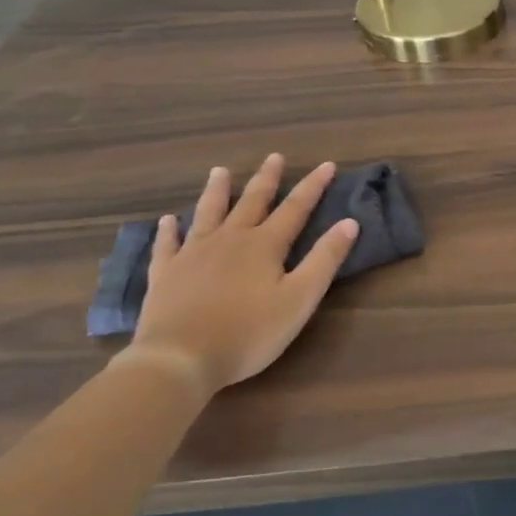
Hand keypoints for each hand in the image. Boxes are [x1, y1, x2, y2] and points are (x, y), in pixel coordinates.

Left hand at [121, 156, 358, 396]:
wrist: (180, 358)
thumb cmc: (249, 332)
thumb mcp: (300, 298)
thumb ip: (324, 259)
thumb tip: (349, 222)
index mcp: (265, 245)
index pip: (295, 208)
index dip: (313, 186)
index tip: (326, 165)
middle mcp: (230, 239)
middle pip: (252, 201)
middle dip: (266, 179)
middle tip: (274, 156)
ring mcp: (193, 254)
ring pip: (208, 213)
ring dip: (217, 191)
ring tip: (220, 171)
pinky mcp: (165, 273)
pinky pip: (167, 244)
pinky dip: (168, 230)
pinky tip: (168, 220)